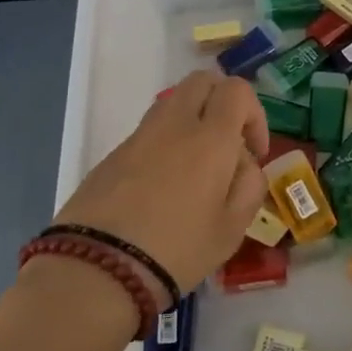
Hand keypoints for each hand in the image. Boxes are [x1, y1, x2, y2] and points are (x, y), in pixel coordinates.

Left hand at [53, 70, 270, 296]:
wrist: (97, 269)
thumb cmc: (177, 250)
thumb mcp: (232, 229)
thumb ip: (249, 186)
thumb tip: (243, 163)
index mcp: (210, 138)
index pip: (237, 90)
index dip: (254, 114)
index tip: (254, 152)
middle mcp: (174, 124)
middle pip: (202, 81)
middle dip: (222, 102)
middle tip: (228, 143)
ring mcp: (139, 136)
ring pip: (173, 103)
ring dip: (193, 120)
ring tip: (196, 169)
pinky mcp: (113, 154)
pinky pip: (149, 132)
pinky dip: (165, 144)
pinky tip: (163, 188)